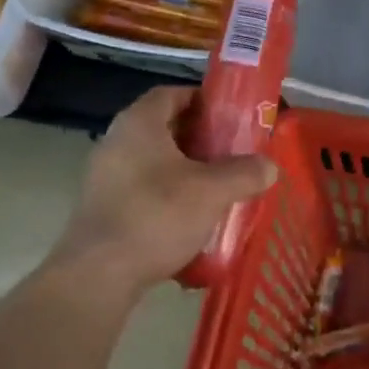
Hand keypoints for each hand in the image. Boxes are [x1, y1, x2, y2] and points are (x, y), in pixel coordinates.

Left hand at [53, 87, 277, 292]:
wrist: (99, 274)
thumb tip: (269, 166)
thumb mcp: (212, 191)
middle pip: (163, 128)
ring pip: (153, 161)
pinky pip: (142, 189)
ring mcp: (104, 176)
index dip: (201, 99)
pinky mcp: (102, 207)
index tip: (229, 116)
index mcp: (139, 123)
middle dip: (199, 138)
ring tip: (216, 187)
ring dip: (184, 170)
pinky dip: (167, 195)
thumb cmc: (157, 215)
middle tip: (231, 152)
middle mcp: (116, 141)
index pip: (171, 94)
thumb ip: (245, 173)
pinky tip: (191, 219)